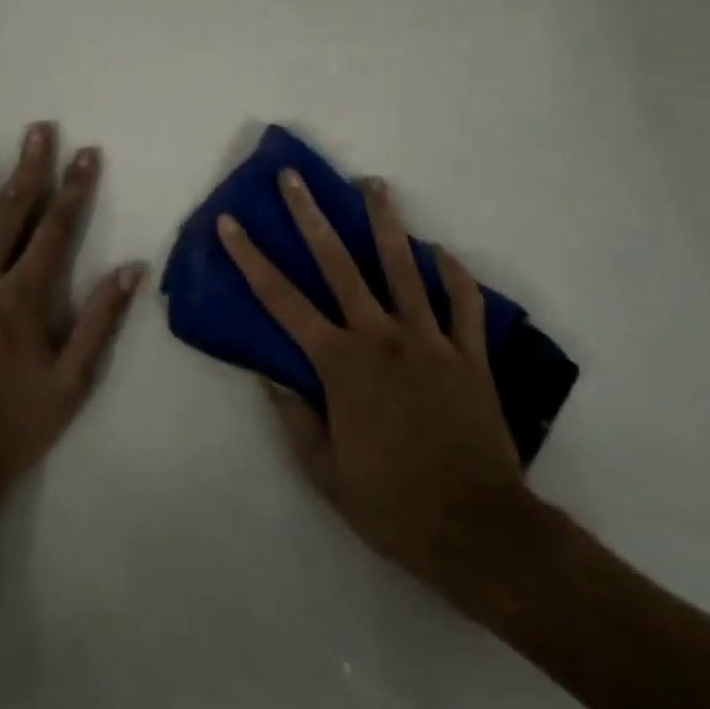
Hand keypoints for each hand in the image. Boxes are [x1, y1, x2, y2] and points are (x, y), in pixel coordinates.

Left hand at [0, 123, 144, 527]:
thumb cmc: (11, 426)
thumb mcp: (69, 384)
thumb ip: (99, 322)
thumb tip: (131, 269)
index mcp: (21, 297)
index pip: (55, 228)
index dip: (73, 187)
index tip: (85, 152)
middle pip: (6, 211)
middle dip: (26, 167)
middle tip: (36, 128)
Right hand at [219, 171, 536, 618]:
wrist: (479, 532)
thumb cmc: (393, 504)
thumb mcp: (325, 472)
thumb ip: (293, 416)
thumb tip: (266, 372)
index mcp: (340, 362)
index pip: (282, 299)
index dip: (250, 258)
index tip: (230, 223)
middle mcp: (380, 336)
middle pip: (338, 263)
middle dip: (311, 215)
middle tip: (295, 176)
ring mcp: (428, 340)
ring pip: (404, 267)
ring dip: (386, 222)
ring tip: (374, 184)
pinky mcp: (469, 356)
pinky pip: (464, 305)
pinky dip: (455, 275)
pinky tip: (443, 252)